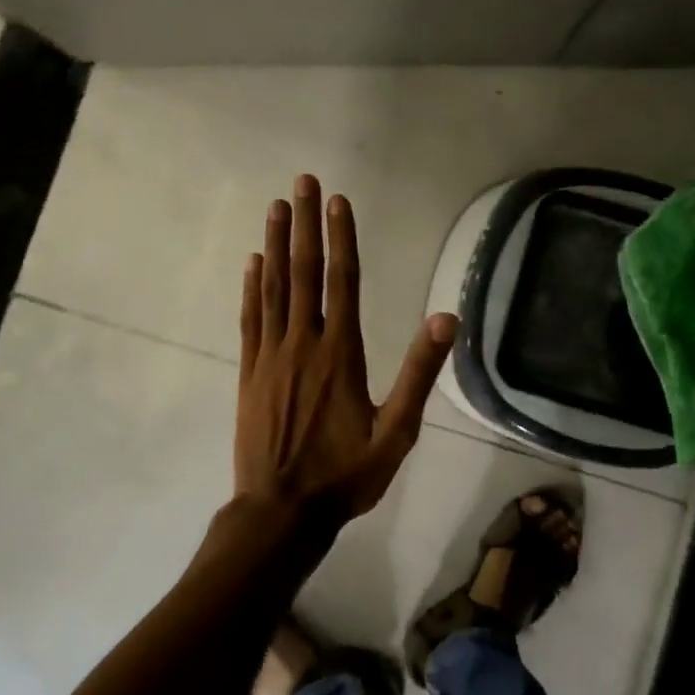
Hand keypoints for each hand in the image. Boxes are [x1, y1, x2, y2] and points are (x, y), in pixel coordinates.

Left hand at [234, 175, 456, 537]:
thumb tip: (446, 318)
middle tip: (303, 182)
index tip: (338, 200)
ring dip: (275, 243)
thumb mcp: (396, 433)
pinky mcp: (249, 371)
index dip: (341, 237)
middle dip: (305, 223)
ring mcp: (271, 355)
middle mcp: (304, 342)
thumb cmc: (344, 475)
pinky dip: (252, 286)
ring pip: (274, 287)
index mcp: (341, 353)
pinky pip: (250, 318)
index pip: (343, 280)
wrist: (281, 512)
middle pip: (305, 271)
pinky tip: (252, 262)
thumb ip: (419, 373)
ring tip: (276, 206)